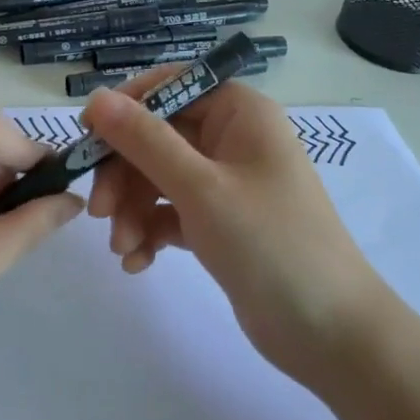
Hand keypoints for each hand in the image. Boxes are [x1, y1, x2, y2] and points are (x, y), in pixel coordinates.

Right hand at [82, 76, 389, 382]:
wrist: (330, 332)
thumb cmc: (269, 243)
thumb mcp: (200, 187)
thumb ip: (145, 140)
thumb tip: (98, 97)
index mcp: (240, 112)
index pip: (172, 86)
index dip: (127, 107)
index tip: (88, 136)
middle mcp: (234, 138)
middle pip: (159, 136)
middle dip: (125, 172)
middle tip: (99, 211)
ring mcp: (228, 183)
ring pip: (160, 177)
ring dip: (133, 208)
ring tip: (122, 247)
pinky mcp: (221, 222)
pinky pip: (172, 212)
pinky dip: (151, 230)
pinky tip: (137, 262)